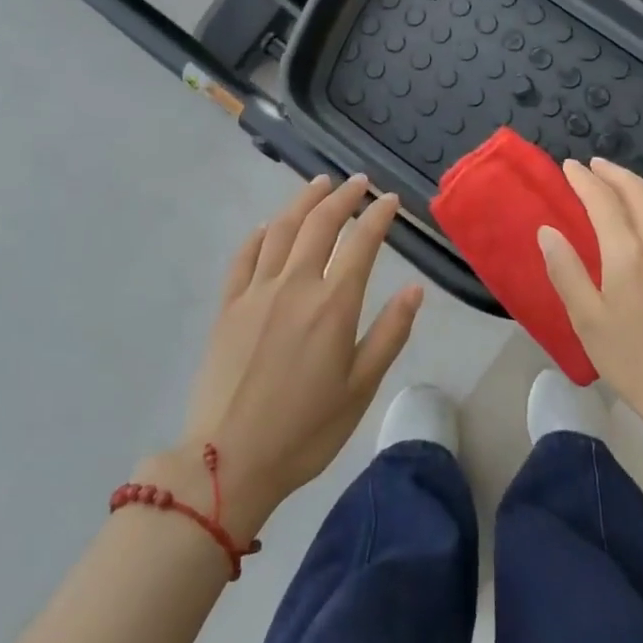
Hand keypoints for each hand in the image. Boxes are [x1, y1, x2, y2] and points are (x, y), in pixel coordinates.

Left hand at [162, 175, 422, 538]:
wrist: (227, 460)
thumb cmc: (305, 431)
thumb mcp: (360, 389)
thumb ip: (389, 333)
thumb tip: (415, 288)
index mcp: (333, 305)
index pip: (361, 243)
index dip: (378, 216)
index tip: (390, 199)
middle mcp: (295, 285)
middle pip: (320, 225)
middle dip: (342, 197)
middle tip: (357, 182)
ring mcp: (256, 292)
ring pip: (281, 230)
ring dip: (303, 202)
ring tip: (319, 184)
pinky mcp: (227, 307)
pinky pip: (244, 257)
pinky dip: (260, 234)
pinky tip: (269, 226)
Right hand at [537, 158, 642, 434]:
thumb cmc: (632, 360)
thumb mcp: (586, 320)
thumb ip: (566, 271)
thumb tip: (548, 230)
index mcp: (627, 252)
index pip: (602, 201)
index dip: (584, 180)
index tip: (569, 167)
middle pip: (637, 193)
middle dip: (613, 173)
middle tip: (594, 165)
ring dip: (641, 184)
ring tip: (624, 180)